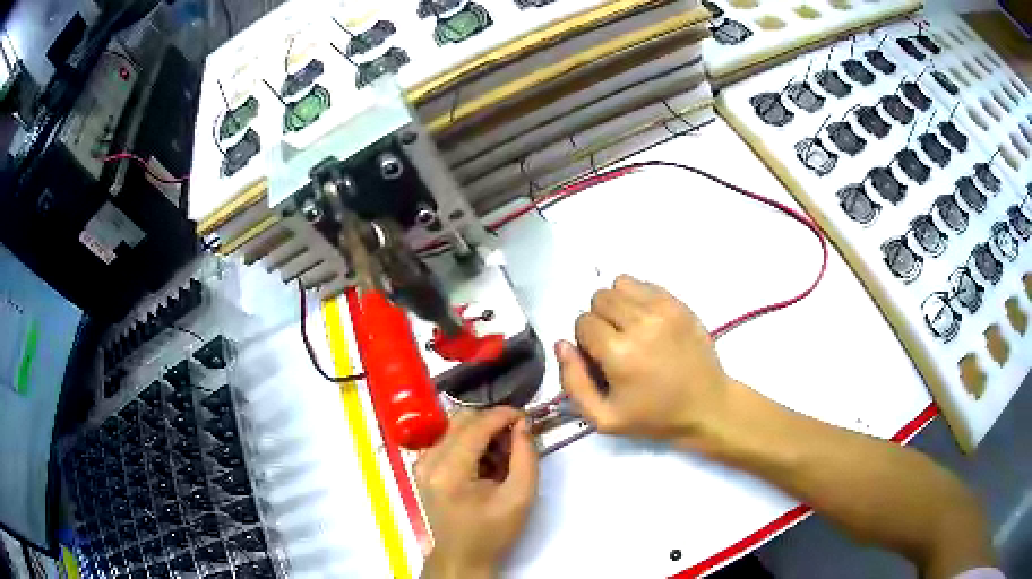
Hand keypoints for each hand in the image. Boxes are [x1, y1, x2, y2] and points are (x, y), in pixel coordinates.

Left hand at [415, 407, 538, 578]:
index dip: (503, 415)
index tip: (526, 417)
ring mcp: (421, 463)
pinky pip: (447, 439)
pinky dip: (469, 442)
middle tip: (515, 440)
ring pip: (454, 427)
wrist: (462, 556)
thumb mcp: (520, 497)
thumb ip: (525, 457)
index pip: (476, 426)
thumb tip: (522, 424)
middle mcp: (428, 461)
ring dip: (481, 432)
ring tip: (501, 456)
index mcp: (449, 472)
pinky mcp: (422, 466)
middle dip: (492, 423)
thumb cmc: (492, 532)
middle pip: (462, 420)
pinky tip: (484, 463)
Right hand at [557, 275, 733, 444]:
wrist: (706, 405)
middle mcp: (640, 323)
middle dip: (600, 321)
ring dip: (617, 306)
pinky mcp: (679, 303)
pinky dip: (637, 298)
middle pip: (599, 299)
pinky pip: (643, 283)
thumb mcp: (603, 418)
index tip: (601, 360)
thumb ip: (573, 382)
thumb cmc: (654, 416)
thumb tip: (562, 344)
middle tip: (616, 345)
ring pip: (619, 285)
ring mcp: (663, 308)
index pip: (582, 323)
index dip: (586, 342)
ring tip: (630, 330)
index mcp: (619, 353)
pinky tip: (647, 322)